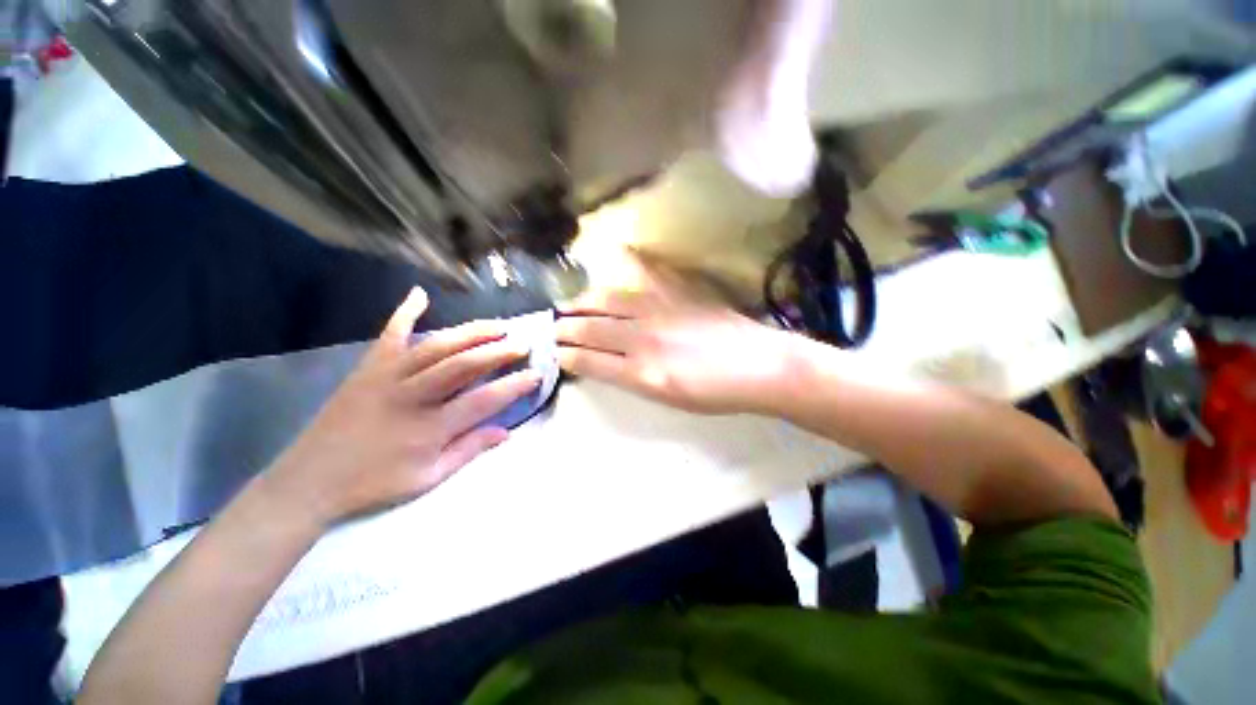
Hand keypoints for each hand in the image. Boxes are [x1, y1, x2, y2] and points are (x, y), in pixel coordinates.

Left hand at [265, 288, 539, 525]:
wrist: (308, 482)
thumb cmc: (372, 485)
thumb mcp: (428, 479)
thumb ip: (469, 451)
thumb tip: (507, 431)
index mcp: (429, 429)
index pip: (484, 400)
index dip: (515, 386)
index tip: (536, 374)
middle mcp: (411, 396)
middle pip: (464, 365)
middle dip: (499, 352)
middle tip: (523, 345)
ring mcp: (387, 377)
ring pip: (437, 346)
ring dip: (472, 333)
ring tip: (498, 327)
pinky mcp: (368, 368)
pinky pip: (389, 335)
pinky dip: (404, 312)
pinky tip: (420, 294)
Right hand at [556, 263, 795, 414]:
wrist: (760, 367)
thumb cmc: (716, 393)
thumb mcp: (670, 399)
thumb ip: (634, 379)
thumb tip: (607, 363)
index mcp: (642, 374)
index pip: (589, 361)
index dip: (566, 355)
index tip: (554, 351)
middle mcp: (644, 339)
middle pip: (592, 329)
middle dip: (565, 328)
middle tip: (551, 327)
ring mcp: (661, 311)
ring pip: (609, 301)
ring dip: (584, 302)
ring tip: (570, 304)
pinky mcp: (678, 294)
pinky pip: (646, 274)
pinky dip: (629, 264)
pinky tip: (617, 257)